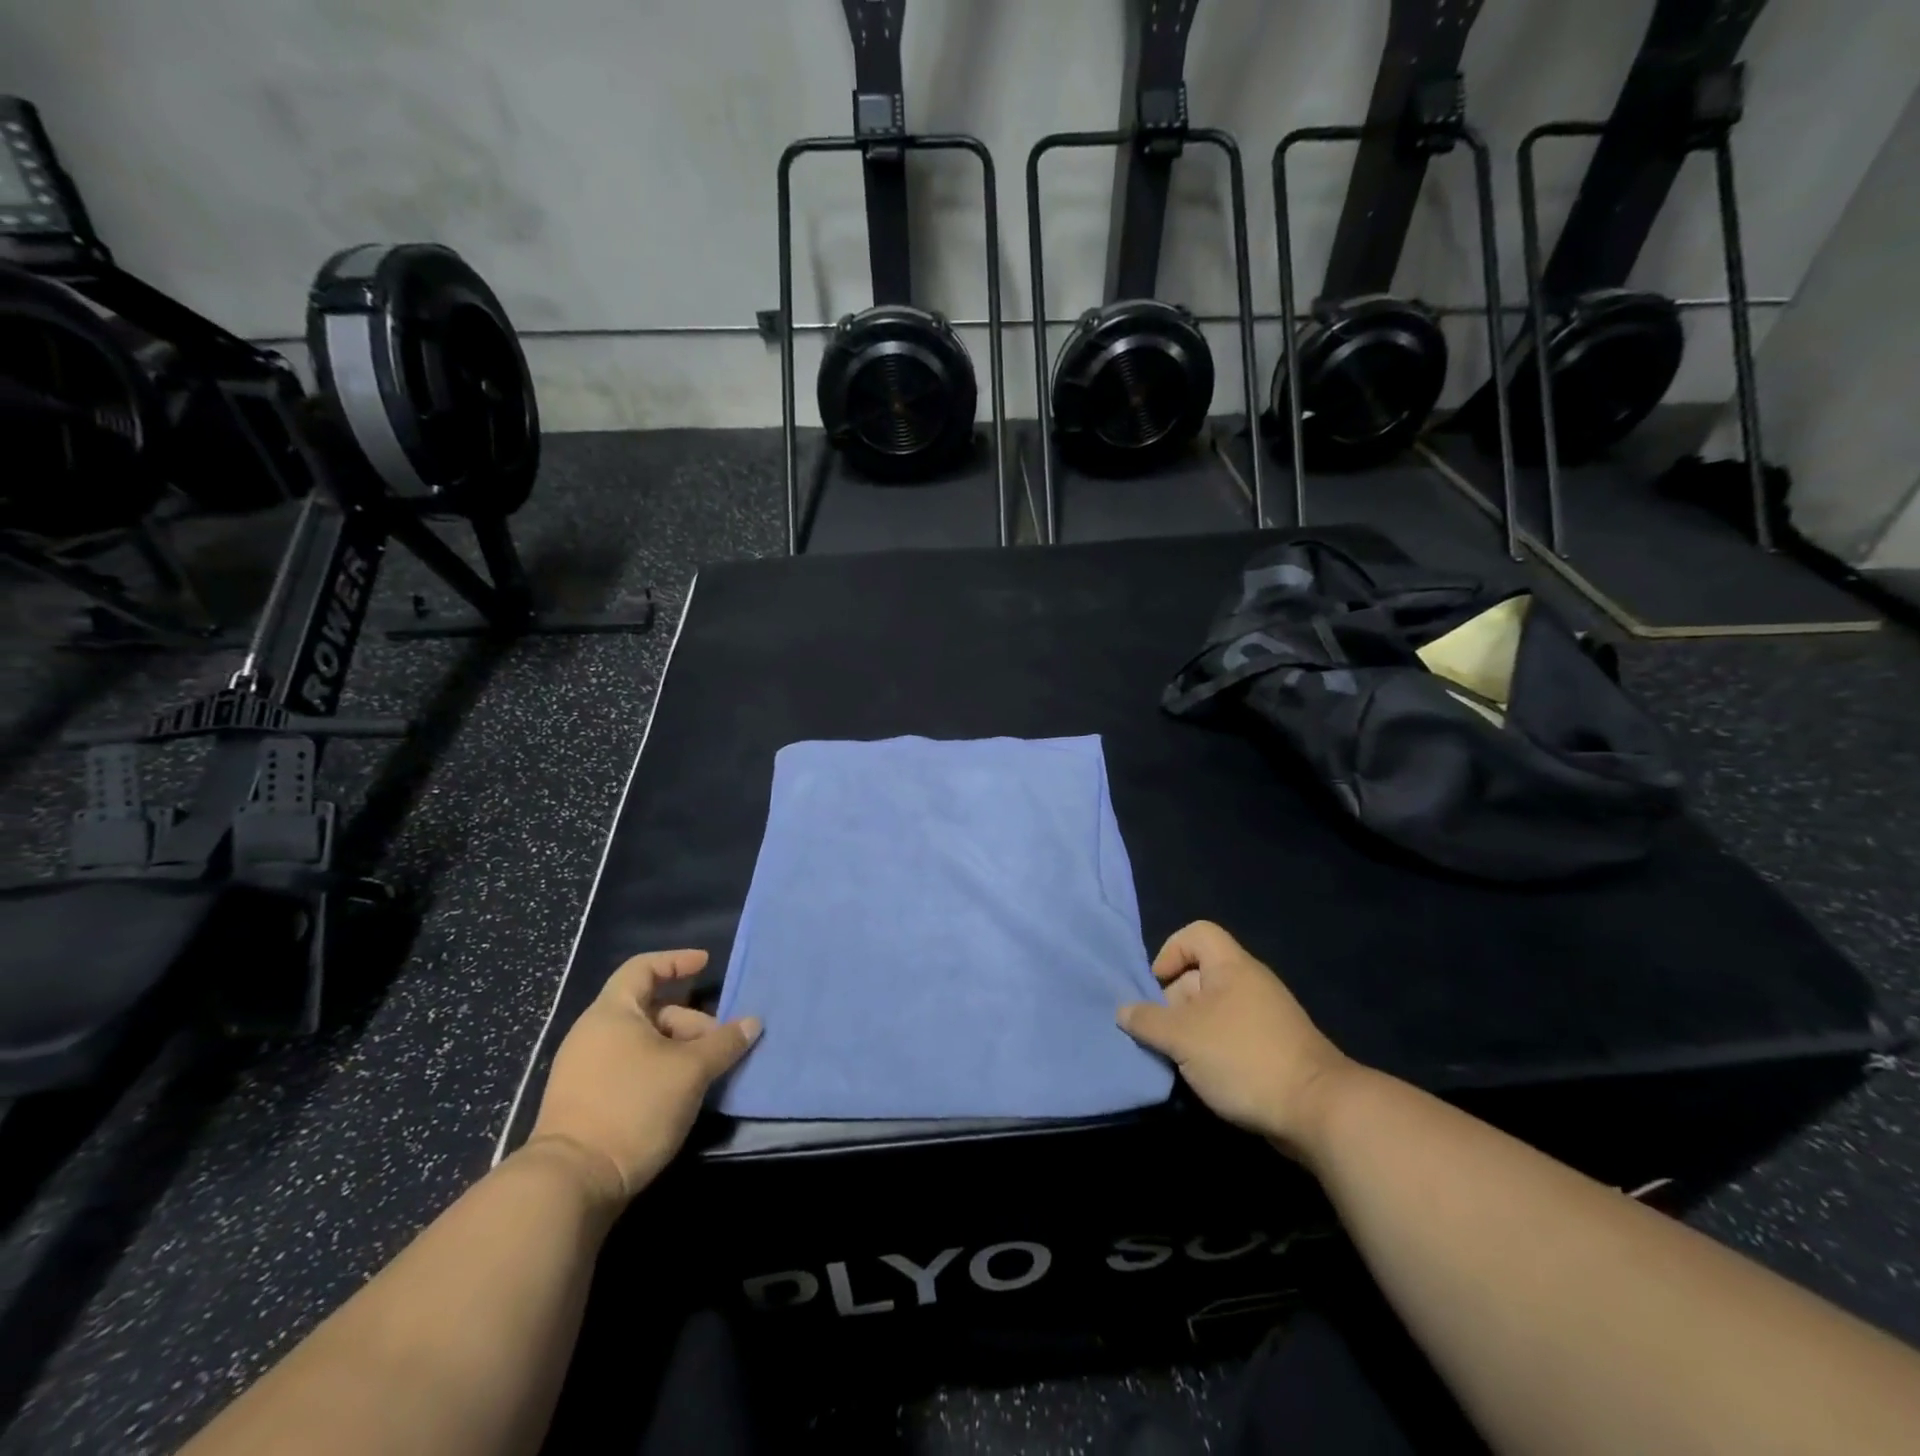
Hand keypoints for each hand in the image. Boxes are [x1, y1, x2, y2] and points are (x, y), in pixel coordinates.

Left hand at [527, 950, 759, 1213]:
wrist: (572, 1183)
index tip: (706, 964)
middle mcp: (593, 1032)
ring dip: (678, 1048)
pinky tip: (681, 1092)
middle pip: (650, 1008)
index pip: (644, 968)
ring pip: (642, 1041)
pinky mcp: (584, 1101)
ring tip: (706, 1070)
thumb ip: (724, 1043)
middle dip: (689, 1020)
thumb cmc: (633, 1107)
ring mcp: (584, 1068)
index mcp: (612, 1012)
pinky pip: (630, 1066)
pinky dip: (659, 1068)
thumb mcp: (690, 1071)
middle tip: (720, 1043)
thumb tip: (752, 1022)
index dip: (677, 961)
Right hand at [1118, 921, 1353, 1159]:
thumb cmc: (1243, 1057)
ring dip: (1190, 1031)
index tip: (1156, 986)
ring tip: (1178, 1060)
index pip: (1197, 933)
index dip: (1170, 951)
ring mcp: (1265, 1017)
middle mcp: (1250, 983)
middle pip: (1199, 975)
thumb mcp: (1182, 1037)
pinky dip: (1212, 1051)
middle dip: (1173, 1001)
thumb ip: (1147, 1021)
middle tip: (1162, 1033)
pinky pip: (1231, 1036)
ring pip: (1213, 1010)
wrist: (1317, 1110)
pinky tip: (1204, 1077)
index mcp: (1232, 967)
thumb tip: (1123, 1010)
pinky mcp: (1274, 1049)